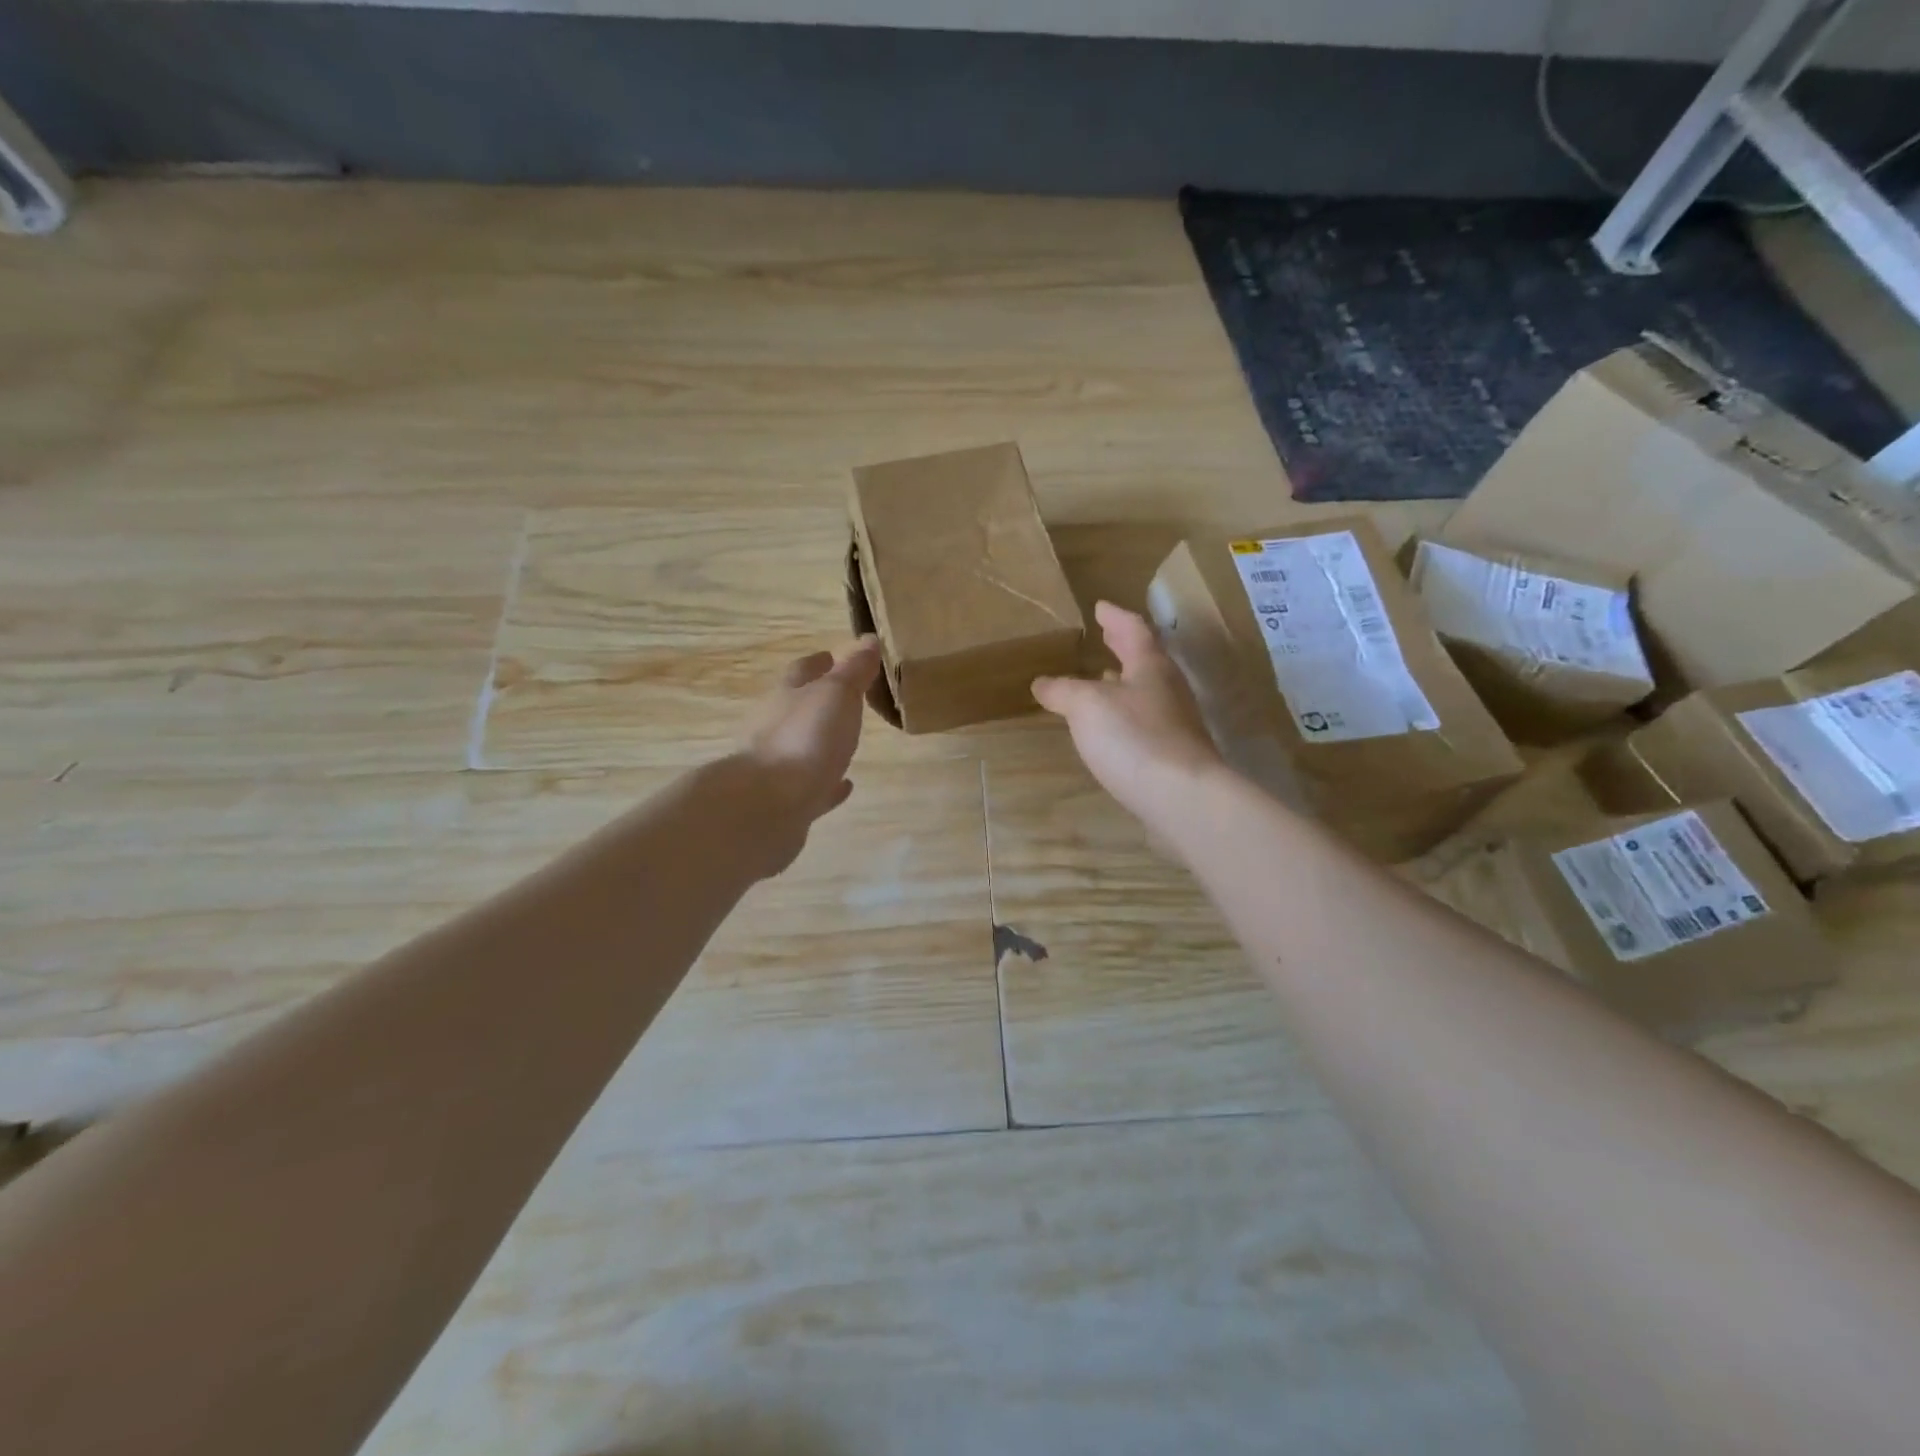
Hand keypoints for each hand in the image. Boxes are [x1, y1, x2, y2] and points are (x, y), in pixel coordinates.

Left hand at [737, 636, 882, 874]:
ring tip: (846, 742)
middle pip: (797, 707)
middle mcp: (776, 727)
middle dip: (817, 702)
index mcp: (787, 696)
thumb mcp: (836, 694)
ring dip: (822, 742)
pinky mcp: (787, 802)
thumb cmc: (805, 739)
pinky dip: (828, 783)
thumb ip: (853, 670)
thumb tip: (868, 639)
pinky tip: (844, 785)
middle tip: (845, 700)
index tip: (833, 657)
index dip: (819, 663)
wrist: (768, 805)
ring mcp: (779, 767)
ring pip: (803, 747)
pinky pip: (812, 787)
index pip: (802, 671)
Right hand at [1033, 602, 1227, 829]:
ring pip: (1146, 691)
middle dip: (1123, 647)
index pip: (1133, 629)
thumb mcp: (1086, 706)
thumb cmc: (1134, 738)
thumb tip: (1042, 682)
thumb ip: (1063, 690)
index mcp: (1150, 666)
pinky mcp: (1173, 755)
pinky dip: (1125, 715)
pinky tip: (1110, 729)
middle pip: (1145, 659)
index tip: (1099, 606)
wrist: (1182, 798)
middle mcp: (1168, 689)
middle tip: (1105, 637)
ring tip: (1102, 680)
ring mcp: (1175, 724)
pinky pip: (1144, 722)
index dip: (1115, 616)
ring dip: (1124, 682)